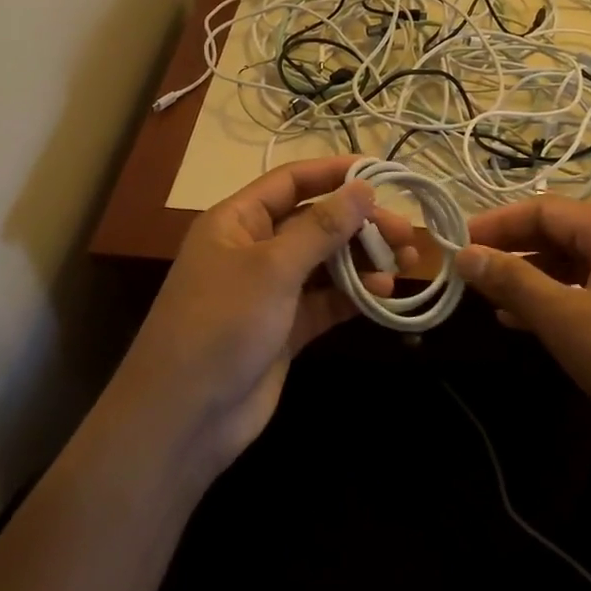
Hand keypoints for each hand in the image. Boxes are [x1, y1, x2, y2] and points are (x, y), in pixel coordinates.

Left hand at [106, 158, 417, 473]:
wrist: (184, 418)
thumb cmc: (221, 324)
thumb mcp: (272, 268)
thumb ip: (321, 227)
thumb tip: (363, 187)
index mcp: (237, 221)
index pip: (291, 182)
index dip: (333, 173)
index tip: (380, 172)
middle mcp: (254, 248)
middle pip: (315, 222)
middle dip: (359, 223)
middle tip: (405, 233)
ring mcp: (271, 290)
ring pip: (325, 262)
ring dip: (364, 259)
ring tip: (407, 262)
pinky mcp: (285, 328)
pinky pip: (326, 299)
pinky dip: (354, 293)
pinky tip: (385, 293)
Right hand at [454, 199, 590, 462]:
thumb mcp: (568, 322)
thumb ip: (514, 283)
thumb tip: (465, 254)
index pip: (543, 210)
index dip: (496, 224)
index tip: (457, 244)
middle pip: (560, 233)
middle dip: (513, 251)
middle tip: (471, 272)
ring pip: (576, 264)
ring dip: (533, 278)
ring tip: (492, 300)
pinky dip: (560, 299)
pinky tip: (531, 323)